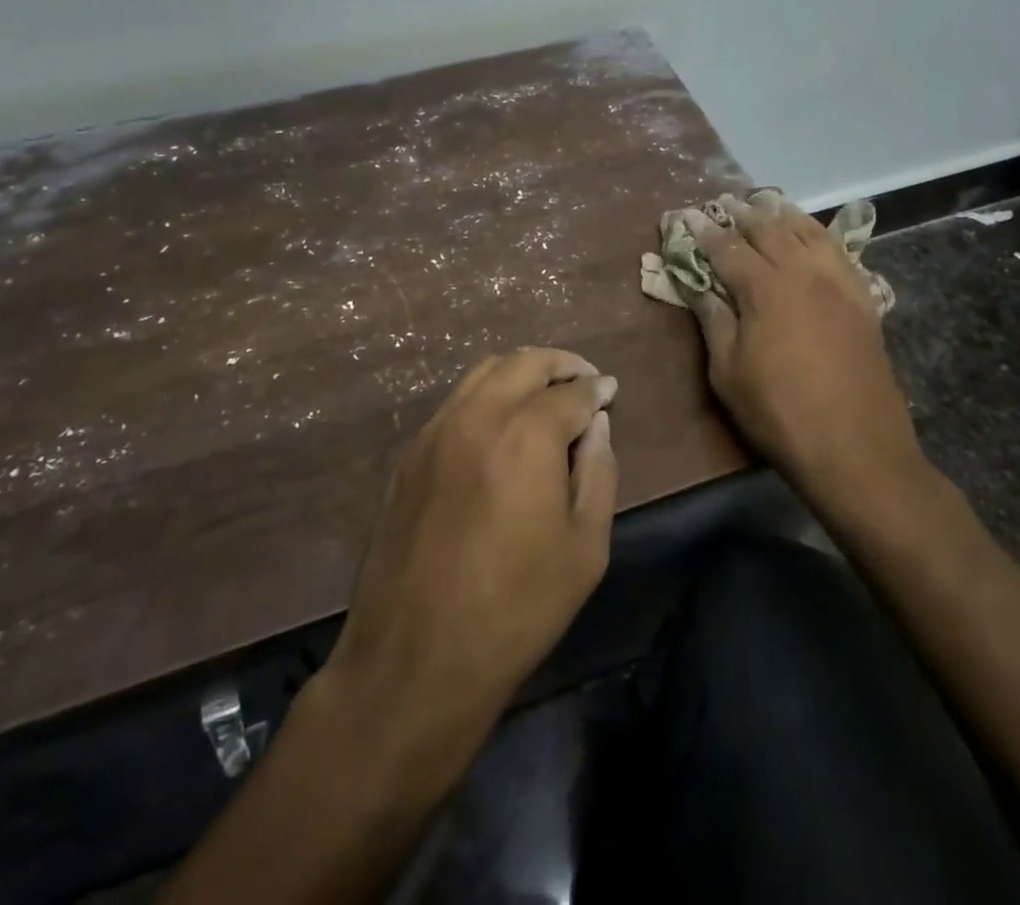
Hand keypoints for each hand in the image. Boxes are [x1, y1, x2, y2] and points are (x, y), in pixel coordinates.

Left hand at [324, 348, 617, 741]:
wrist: (416, 658)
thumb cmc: (516, 609)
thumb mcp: (585, 548)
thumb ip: (598, 472)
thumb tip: (597, 426)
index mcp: (525, 435)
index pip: (571, 391)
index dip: (597, 389)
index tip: (610, 390)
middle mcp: (476, 416)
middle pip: (523, 362)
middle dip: (560, 363)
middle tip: (583, 379)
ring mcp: (434, 431)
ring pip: (482, 373)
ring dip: (520, 372)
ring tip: (544, 393)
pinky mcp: (409, 455)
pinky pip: (454, 403)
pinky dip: (486, 396)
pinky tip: (499, 425)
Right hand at [683, 194, 925, 513]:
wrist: (857, 448)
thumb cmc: (779, 412)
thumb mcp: (728, 372)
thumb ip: (713, 320)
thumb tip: (698, 285)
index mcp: (765, 288)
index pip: (727, 248)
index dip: (704, 231)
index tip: (687, 216)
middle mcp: (803, 273)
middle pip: (770, 229)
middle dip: (743, 213)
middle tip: (724, 203)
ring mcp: (839, 283)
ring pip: (809, 232)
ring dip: (783, 215)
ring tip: (766, 205)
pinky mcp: (863, 300)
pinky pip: (840, 252)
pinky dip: (820, 234)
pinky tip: (813, 235)